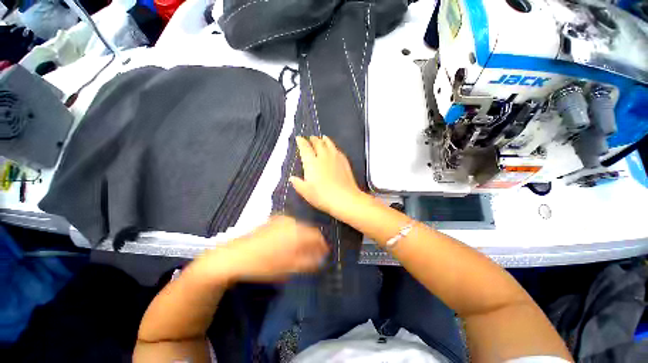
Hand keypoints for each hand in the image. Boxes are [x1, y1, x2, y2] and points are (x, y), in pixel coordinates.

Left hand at [202, 216, 328, 281]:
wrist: (234, 256)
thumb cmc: (264, 264)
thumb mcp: (289, 267)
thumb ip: (309, 262)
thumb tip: (322, 258)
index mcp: (297, 231)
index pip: (318, 235)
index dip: (323, 245)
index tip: (324, 254)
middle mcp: (292, 221)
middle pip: (309, 230)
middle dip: (312, 242)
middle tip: (312, 254)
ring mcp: (281, 219)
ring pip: (299, 226)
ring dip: (303, 237)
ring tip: (299, 250)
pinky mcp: (273, 220)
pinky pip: (289, 225)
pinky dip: (293, 233)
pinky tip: (286, 243)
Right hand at [290, 136, 363, 215]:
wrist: (345, 198)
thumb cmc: (322, 196)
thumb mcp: (306, 192)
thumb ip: (298, 183)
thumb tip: (292, 178)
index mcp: (312, 162)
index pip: (305, 148)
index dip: (301, 142)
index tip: (299, 138)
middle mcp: (323, 156)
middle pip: (318, 143)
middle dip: (313, 139)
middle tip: (310, 138)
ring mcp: (335, 158)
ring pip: (329, 144)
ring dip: (324, 140)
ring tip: (323, 137)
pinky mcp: (345, 162)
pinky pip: (338, 150)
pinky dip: (334, 147)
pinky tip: (334, 149)